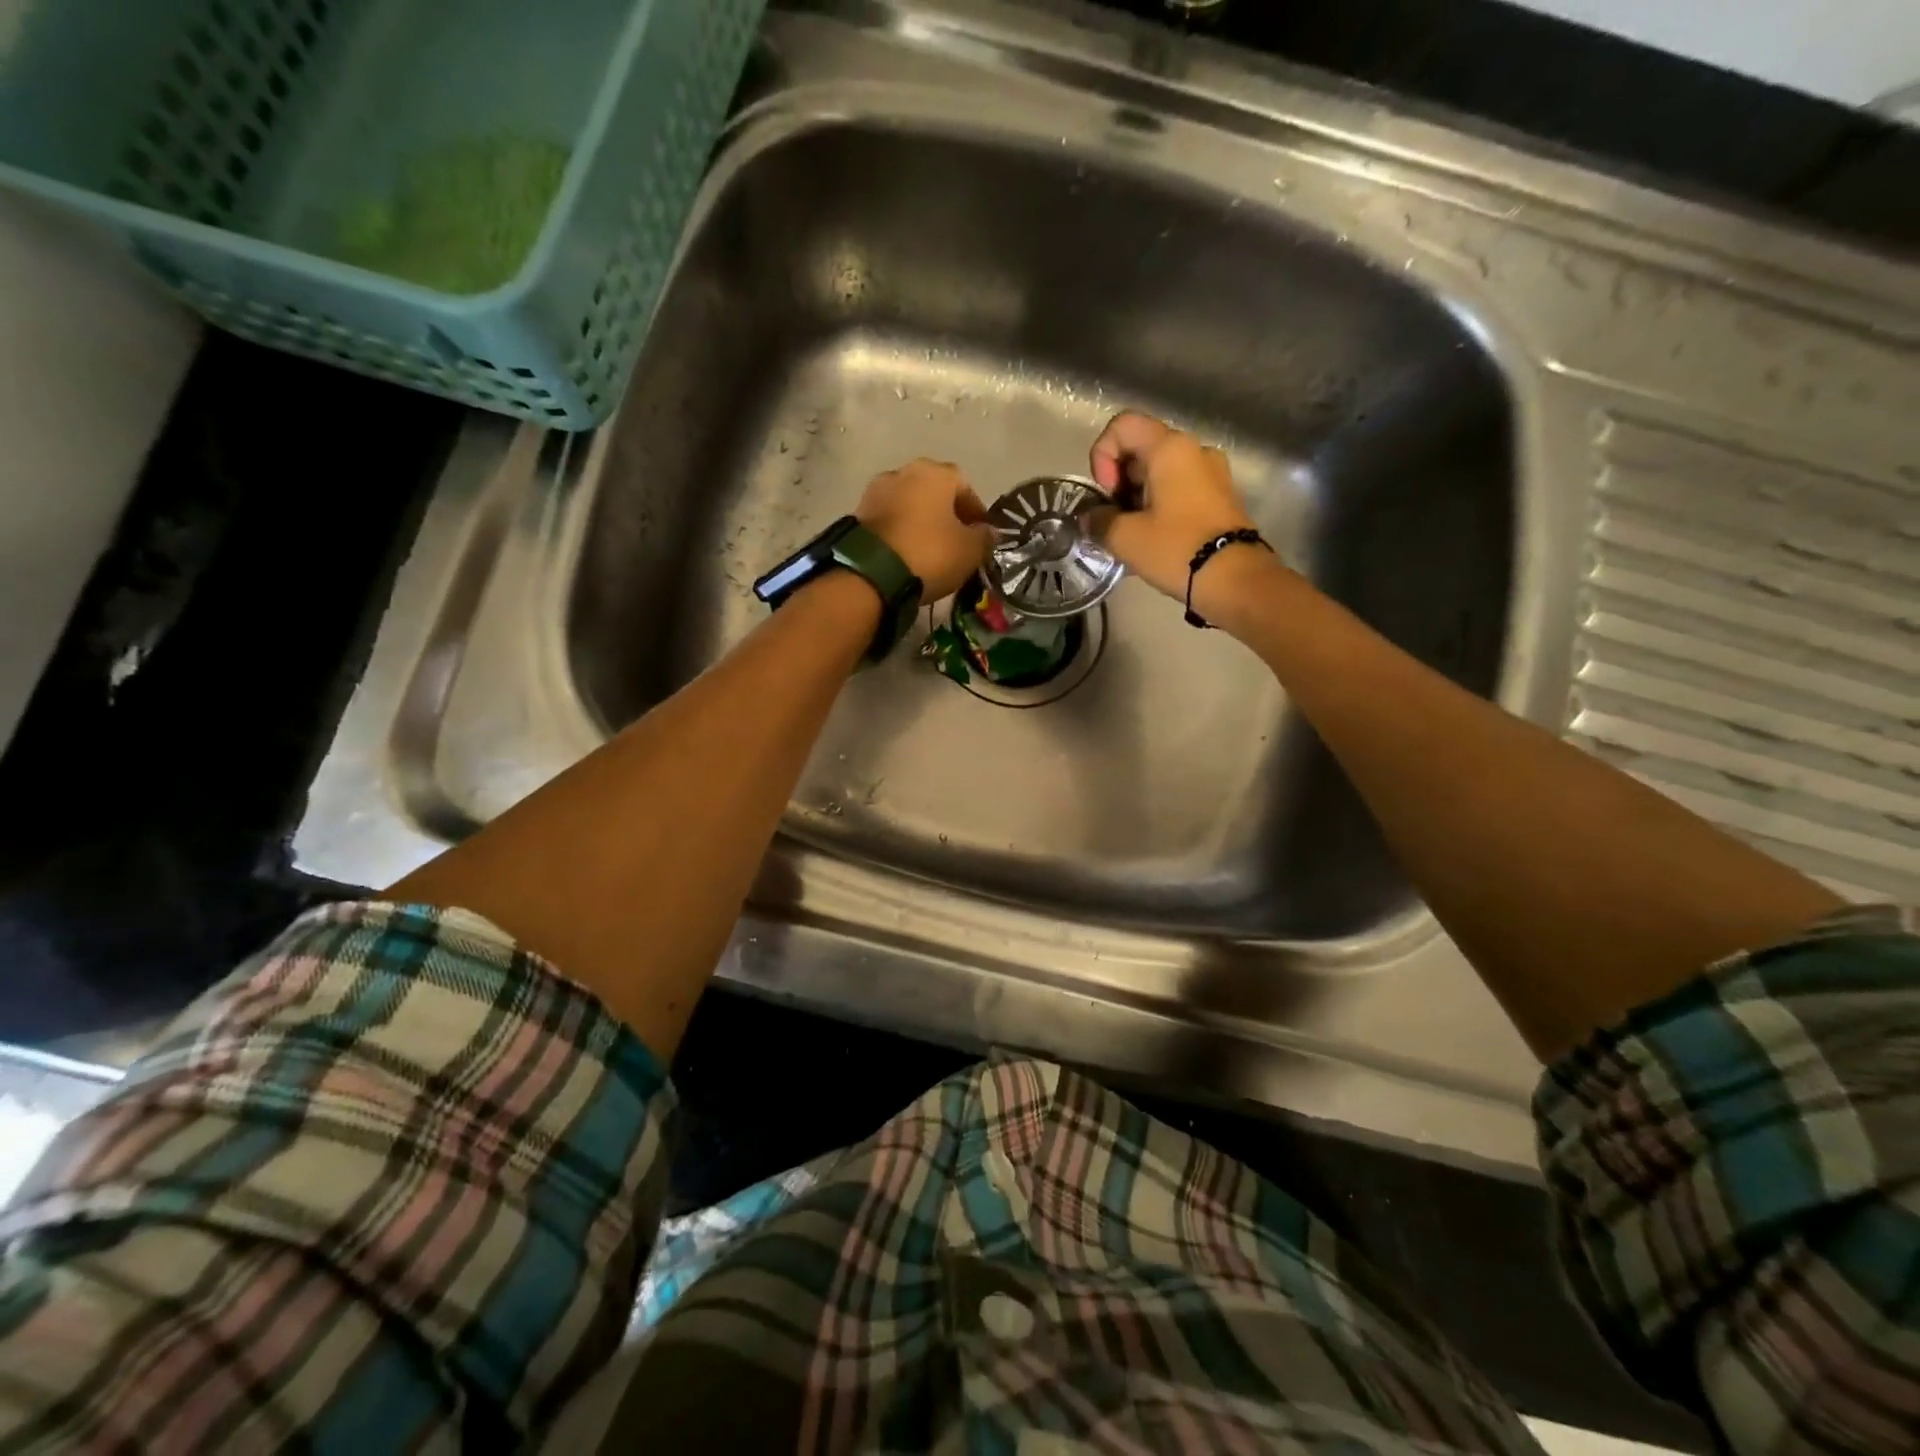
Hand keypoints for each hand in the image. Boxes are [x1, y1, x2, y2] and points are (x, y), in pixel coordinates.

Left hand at [857, 459, 993, 601]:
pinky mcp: (857, 514)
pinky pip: (889, 520)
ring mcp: (876, 491)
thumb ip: (984, 538)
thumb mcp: (970, 551)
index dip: (975, 511)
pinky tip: (906, 553)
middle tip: (955, 542)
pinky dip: (900, 532)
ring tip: (929, 550)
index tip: (980, 535)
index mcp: (935, 473)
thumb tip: (987, 532)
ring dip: (921, 522)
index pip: (965, 486)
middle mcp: (904, 471)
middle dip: (946, 514)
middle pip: (934, 492)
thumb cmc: (930, 553)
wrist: (871, 573)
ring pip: (909, 505)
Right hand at [1090, 412, 1258, 603]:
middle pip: (1141, 447)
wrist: (1235, 580)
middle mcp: (1194, 449)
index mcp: (1170, 447)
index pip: (1122, 426)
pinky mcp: (1220, 496)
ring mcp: (1212, 472)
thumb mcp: (1126, 538)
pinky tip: (1154, 537)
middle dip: (1118, 481)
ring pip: (1159, 470)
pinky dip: (1159, 504)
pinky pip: (1179, 487)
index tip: (1108, 494)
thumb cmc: (1177, 549)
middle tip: (1115, 518)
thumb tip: (1091, 518)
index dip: (1103, 456)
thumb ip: (1099, 521)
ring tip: (1133, 532)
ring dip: (1137, 496)